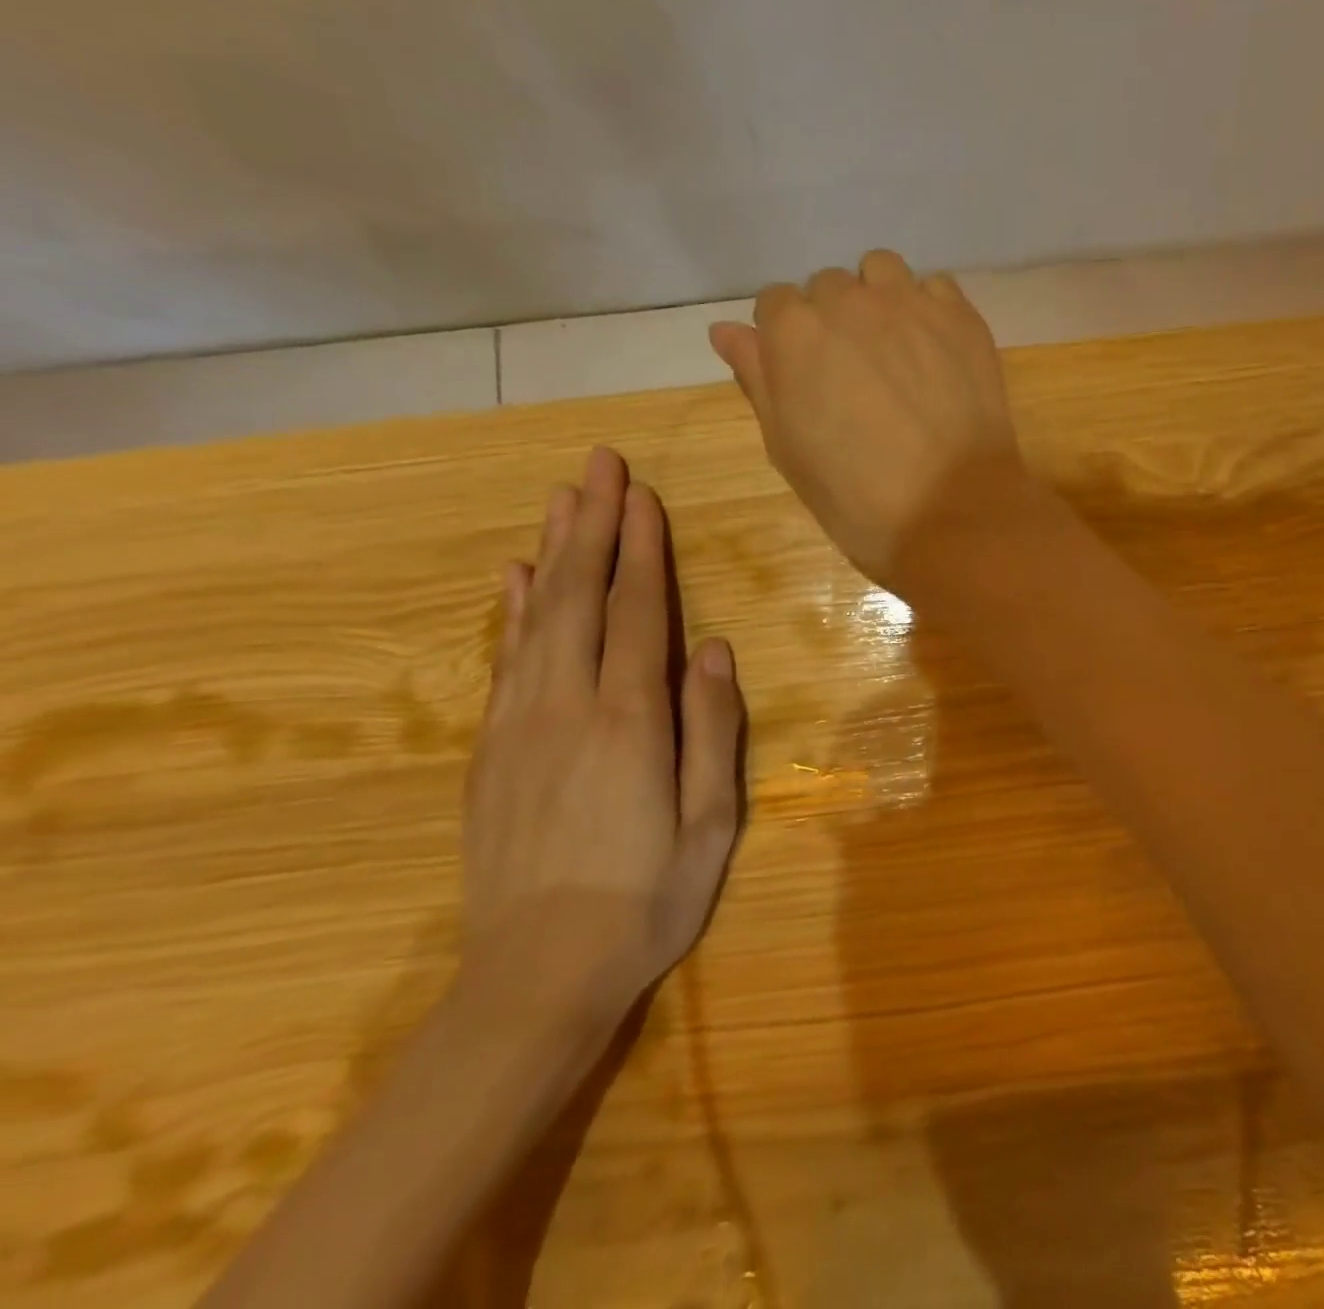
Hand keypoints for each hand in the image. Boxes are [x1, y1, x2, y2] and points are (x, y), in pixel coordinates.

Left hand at [461, 447, 743, 1031]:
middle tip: (600, 464)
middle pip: (582, 596)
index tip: (643, 496)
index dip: (643, 550)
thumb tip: (715, 650)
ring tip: (562, 498)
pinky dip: (512, 610)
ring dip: (553, 551)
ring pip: (538, 617)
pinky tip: (515, 577)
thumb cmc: (646, 898)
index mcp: (631, 721)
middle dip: (594, 524)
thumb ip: (713, 730)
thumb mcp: (710, 824)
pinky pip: (505, 661)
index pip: (639, 612)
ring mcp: (520, 725)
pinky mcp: (491, 750)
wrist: (537, 975)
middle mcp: (569, 706)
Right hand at [709, 250, 1021, 584]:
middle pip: (828, 288)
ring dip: (877, 300)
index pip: (775, 305)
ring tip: (893, 354)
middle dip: (833, 323)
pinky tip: (934, 353)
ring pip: (881, 272)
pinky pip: (934, 287)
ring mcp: (911, 304)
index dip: (787, 342)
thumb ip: (758, 381)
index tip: (807, 380)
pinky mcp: (962, 318)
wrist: (953, 516)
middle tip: (854, 379)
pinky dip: (927, 309)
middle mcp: (849, 301)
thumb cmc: (859, 500)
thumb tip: (726, 331)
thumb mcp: (789, 451)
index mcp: (794, 333)